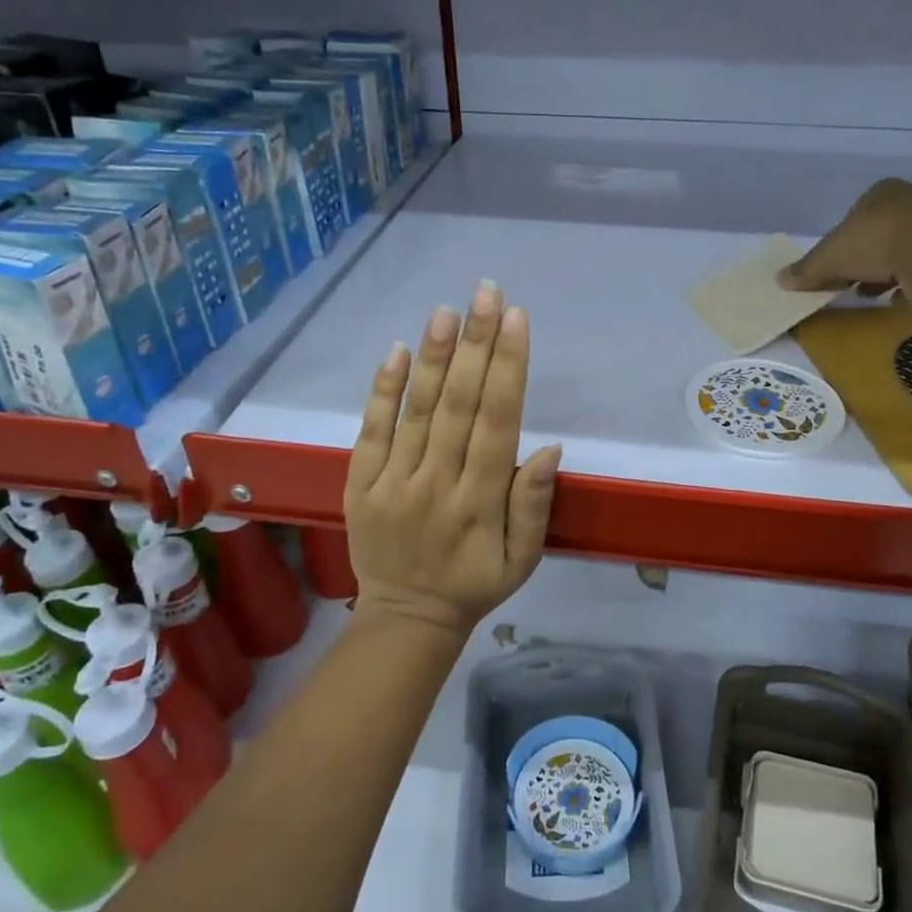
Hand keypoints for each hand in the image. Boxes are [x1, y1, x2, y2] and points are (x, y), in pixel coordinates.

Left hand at [344, 281, 561, 639]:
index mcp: (481, 502)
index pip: (498, 423)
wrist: (405, 619)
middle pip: (460, 405)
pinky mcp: (361, 485)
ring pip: (417, 411)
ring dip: (435, 357)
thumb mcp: (523, 560)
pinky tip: (397, 351)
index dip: (509, 368)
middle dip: (477, 344)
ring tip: (447, 310)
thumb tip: (550, 448)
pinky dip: (383, 391)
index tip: (517, 320)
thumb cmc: (475, 584)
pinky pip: (371, 432)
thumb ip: (534, 505)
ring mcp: (394, 482)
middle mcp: (437, 484)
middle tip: (486, 292)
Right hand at [776, 177, 911, 298]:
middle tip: (851, 283)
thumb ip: (806, 270)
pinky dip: (910, 282)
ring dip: (885, 272)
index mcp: (880, 192)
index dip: (841, 244)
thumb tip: (779, 279)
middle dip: (863, 260)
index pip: (853, 218)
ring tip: (874, 293)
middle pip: (878, 234)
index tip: (835, 268)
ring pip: (902, 250)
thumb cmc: (873, 243)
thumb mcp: (828, 258)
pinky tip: (900, 297)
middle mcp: (910, 200)